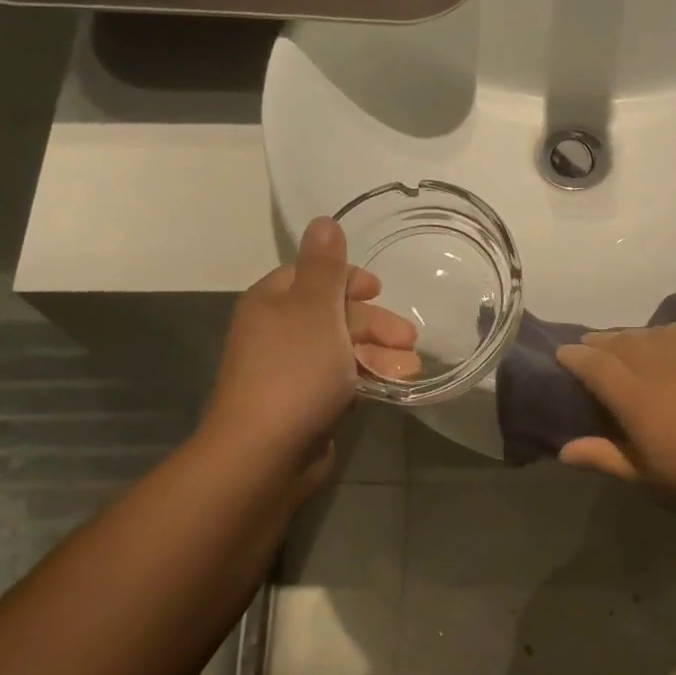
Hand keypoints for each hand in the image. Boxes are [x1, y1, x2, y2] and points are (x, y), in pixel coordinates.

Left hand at [202, 218, 416, 486]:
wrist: (265, 453)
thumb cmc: (295, 372)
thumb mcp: (315, 310)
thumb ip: (325, 267)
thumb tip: (323, 220)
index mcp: (273, 302)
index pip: (312, 275)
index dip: (348, 279)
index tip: (380, 291)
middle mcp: (277, 332)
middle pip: (332, 314)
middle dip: (374, 323)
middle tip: (409, 338)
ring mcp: (289, 371)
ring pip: (341, 350)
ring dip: (378, 353)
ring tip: (410, 369)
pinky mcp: (303, 404)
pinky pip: (340, 380)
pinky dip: (366, 378)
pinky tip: (392, 387)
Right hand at [555, 323, 675, 519]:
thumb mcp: (650, 478)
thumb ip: (605, 457)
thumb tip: (564, 450)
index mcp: (637, 399)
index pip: (594, 365)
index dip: (574, 357)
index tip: (562, 354)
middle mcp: (660, 364)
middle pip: (619, 342)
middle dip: (599, 342)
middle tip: (589, 347)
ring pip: (651, 332)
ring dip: (631, 337)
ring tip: (626, 344)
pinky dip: (667, 332)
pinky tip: (667, 339)